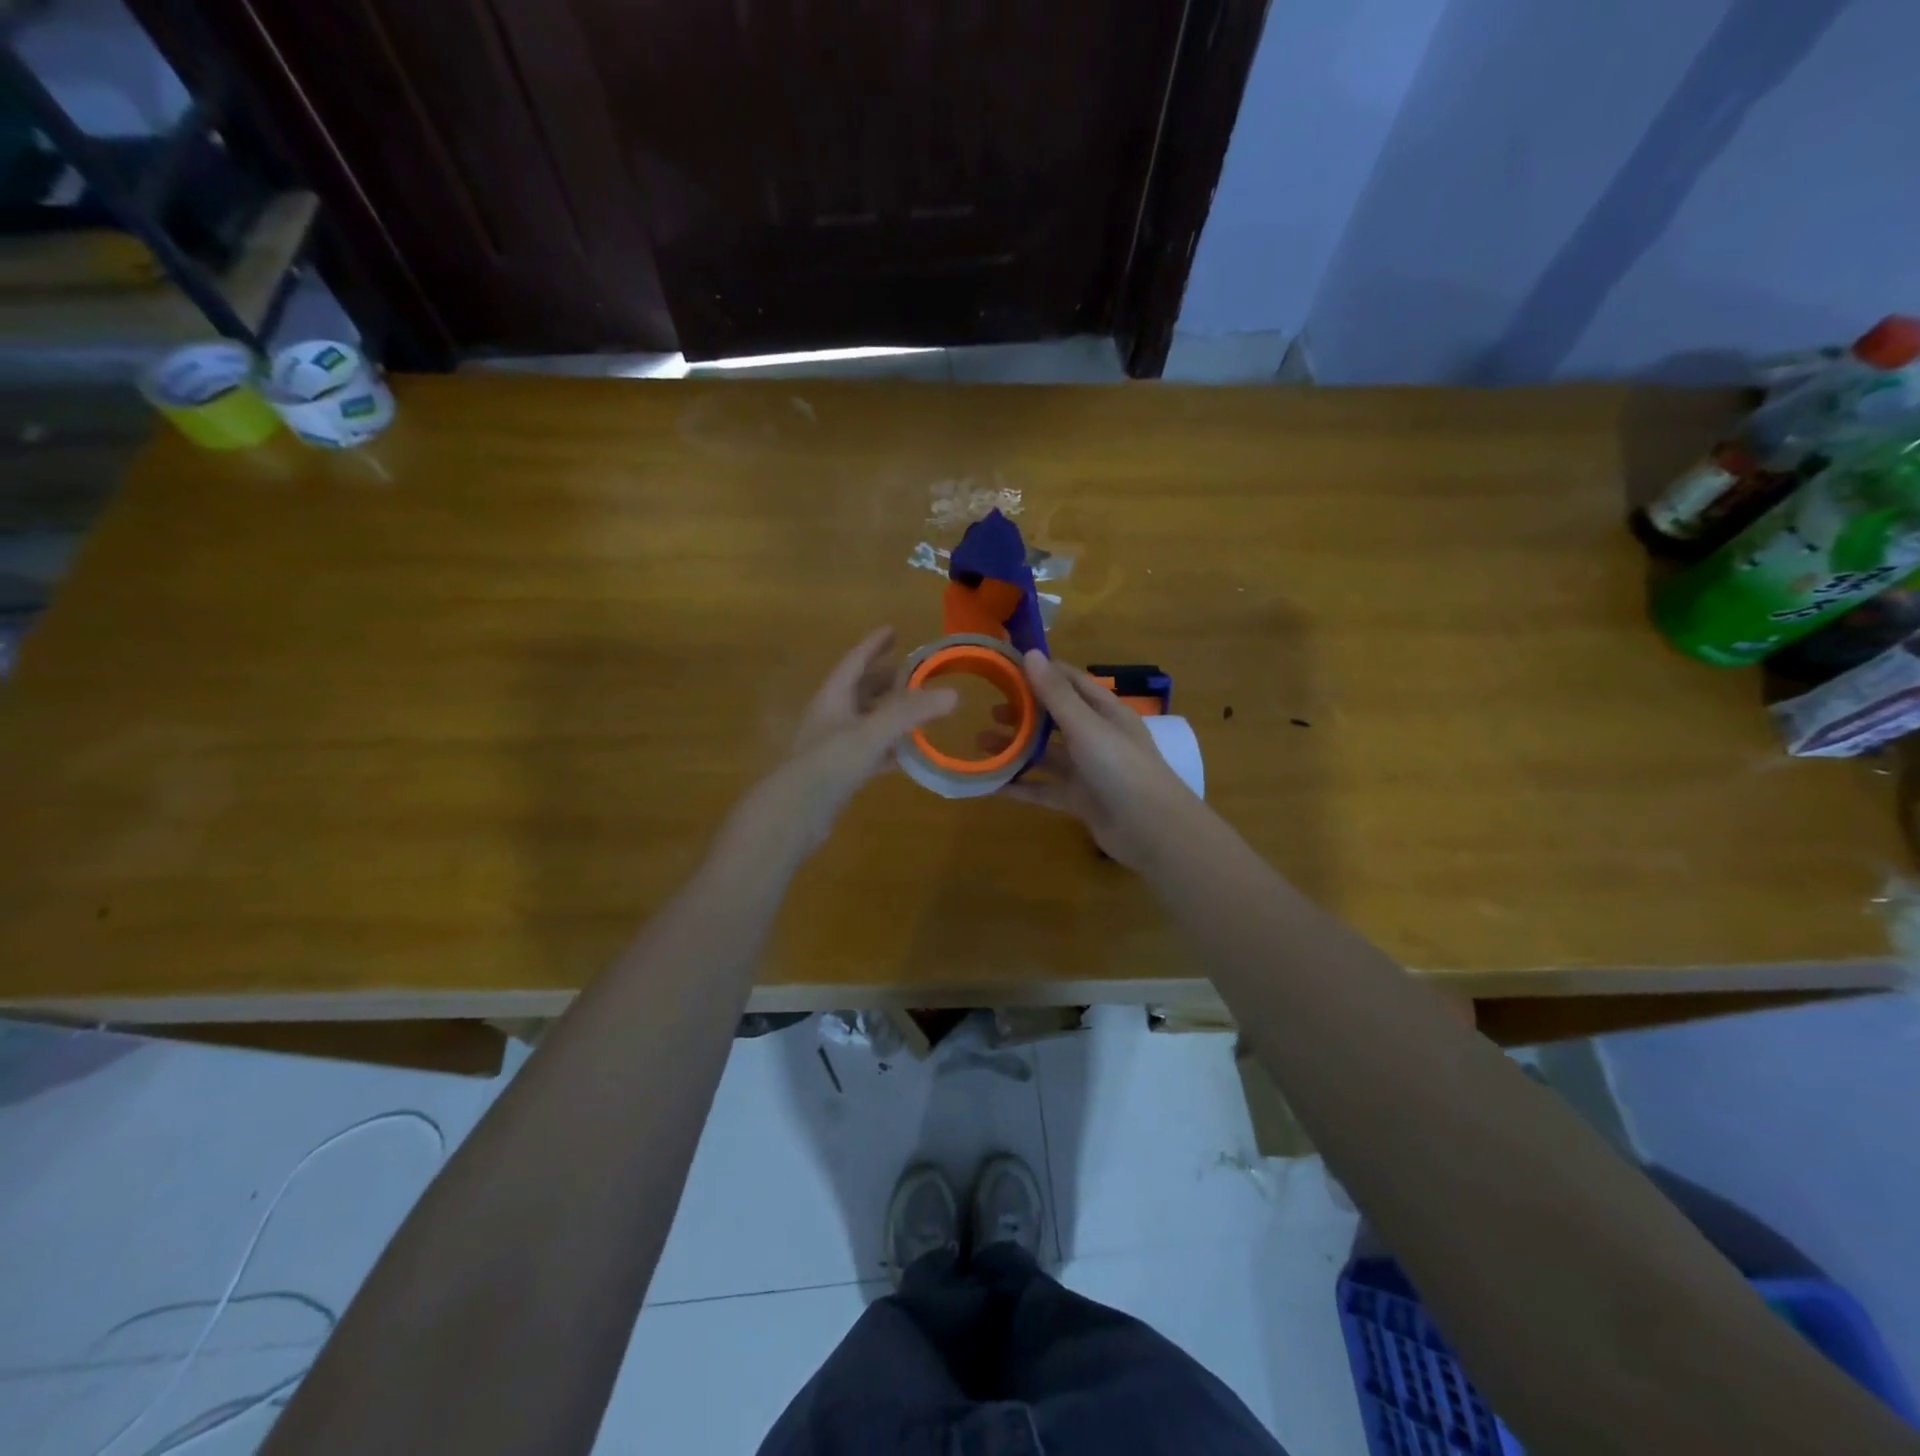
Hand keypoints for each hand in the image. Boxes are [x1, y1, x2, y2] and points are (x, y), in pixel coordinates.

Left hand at [735, 627, 956, 856]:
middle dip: (885, 679)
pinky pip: (870, 750)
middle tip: (913, 672)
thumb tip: (954, 694)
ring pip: (866, 720)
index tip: (893, 630)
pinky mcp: (840, 771)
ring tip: (918, 710)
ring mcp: (834, 745)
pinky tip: (908, 753)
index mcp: (833, 697)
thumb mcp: (872, 732)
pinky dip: (889, 747)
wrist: (795, 811)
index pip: (855, 662)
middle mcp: (831, 715)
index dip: (874, 645)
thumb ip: (911, 713)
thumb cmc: (829, 762)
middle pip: (861, 690)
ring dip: (890, 714)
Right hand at [996, 651, 1199, 870]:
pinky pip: (1044, 788)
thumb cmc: (1122, 769)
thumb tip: (1030, 654)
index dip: (1041, 673)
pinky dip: (1020, 785)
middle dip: (1023, 713)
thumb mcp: (1086, 727)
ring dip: (1016, 748)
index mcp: (1106, 712)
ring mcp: (1088, 770)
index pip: (1071, 682)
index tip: (1005, 668)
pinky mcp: (1080, 800)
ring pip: (1046, 754)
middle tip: (988, 711)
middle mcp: (1097, 737)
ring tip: (980, 743)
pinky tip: (992, 784)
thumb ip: (1056, 694)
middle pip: (1055, 718)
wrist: (1153, 831)